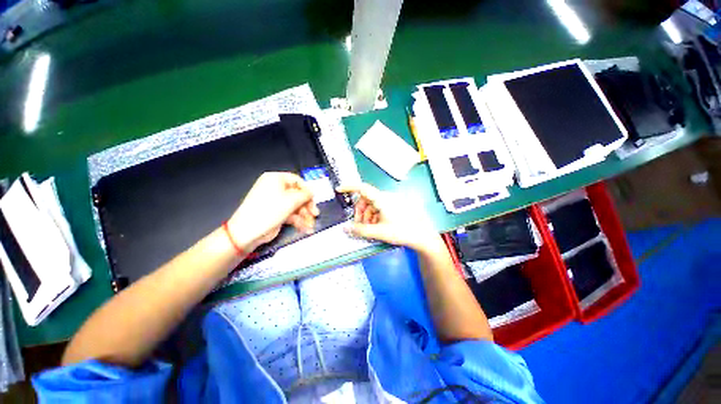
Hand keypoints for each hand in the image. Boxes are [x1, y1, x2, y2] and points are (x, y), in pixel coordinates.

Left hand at [227, 172, 318, 252]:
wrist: (248, 231)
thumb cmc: (269, 210)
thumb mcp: (291, 200)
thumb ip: (305, 195)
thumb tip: (312, 192)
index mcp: (275, 179)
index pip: (297, 181)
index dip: (307, 190)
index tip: (314, 199)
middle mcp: (275, 188)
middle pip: (298, 195)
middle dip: (307, 206)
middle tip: (315, 214)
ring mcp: (276, 201)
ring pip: (295, 206)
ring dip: (304, 215)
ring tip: (310, 225)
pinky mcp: (276, 213)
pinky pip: (291, 214)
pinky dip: (298, 220)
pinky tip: (304, 228)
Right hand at [338, 184, 439, 250]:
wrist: (423, 236)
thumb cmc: (402, 231)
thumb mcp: (379, 232)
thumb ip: (360, 230)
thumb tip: (345, 228)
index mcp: (382, 199)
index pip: (362, 188)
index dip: (349, 187)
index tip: (339, 189)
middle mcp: (386, 197)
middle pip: (366, 199)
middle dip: (360, 211)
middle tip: (359, 225)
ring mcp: (392, 201)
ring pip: (372, 205)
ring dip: (367, 215)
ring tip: (369, 228)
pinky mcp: (396, 206)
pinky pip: (380, 208)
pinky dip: (374, 216)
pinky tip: (377, 226)